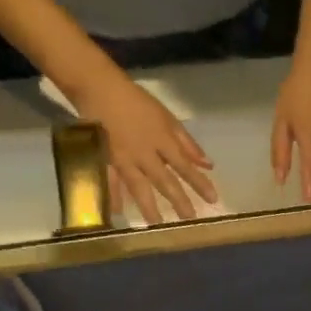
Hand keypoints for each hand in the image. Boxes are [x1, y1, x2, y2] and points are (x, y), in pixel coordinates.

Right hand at [70, 69, 218, 225]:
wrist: (97, 86)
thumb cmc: (136, 101)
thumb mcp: (167, 118)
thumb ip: (187, 144)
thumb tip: (208, 165)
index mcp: (162, 141)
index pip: (185, 166)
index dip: (199, 183)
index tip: (213, 200)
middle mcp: (145, 153)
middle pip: (164, 180)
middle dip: (178, 200)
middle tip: (189, 219)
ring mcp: (123, 157)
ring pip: (138, 185)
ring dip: (148, 206)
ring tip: (156, 224)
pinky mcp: (103, 157)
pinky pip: (108, 179)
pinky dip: (111, 194)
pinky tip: (116, 211)